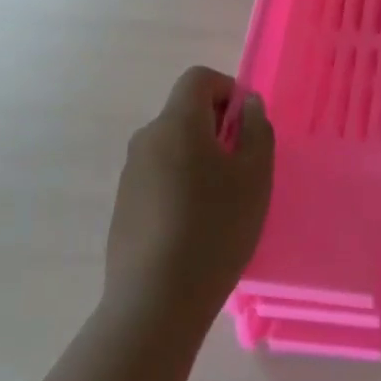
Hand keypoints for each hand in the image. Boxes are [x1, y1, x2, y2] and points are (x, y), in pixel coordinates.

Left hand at [105, 67, 273, 327]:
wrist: (154, 302)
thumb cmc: (214, 229)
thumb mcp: (255, 176)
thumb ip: (257, 129)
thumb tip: (248, 105)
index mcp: (177, 123)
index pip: (199, 78)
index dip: (228, 90)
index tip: (246, 127)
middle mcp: (147, 138)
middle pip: (185, 112)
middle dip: (217, 128)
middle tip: (241, 169)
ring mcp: (130, 173)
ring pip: (173, 146)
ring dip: (199, 158)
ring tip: (221, 203)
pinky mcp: (124, 205)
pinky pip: (159, 175)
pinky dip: (180, 184)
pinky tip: (194, 226)